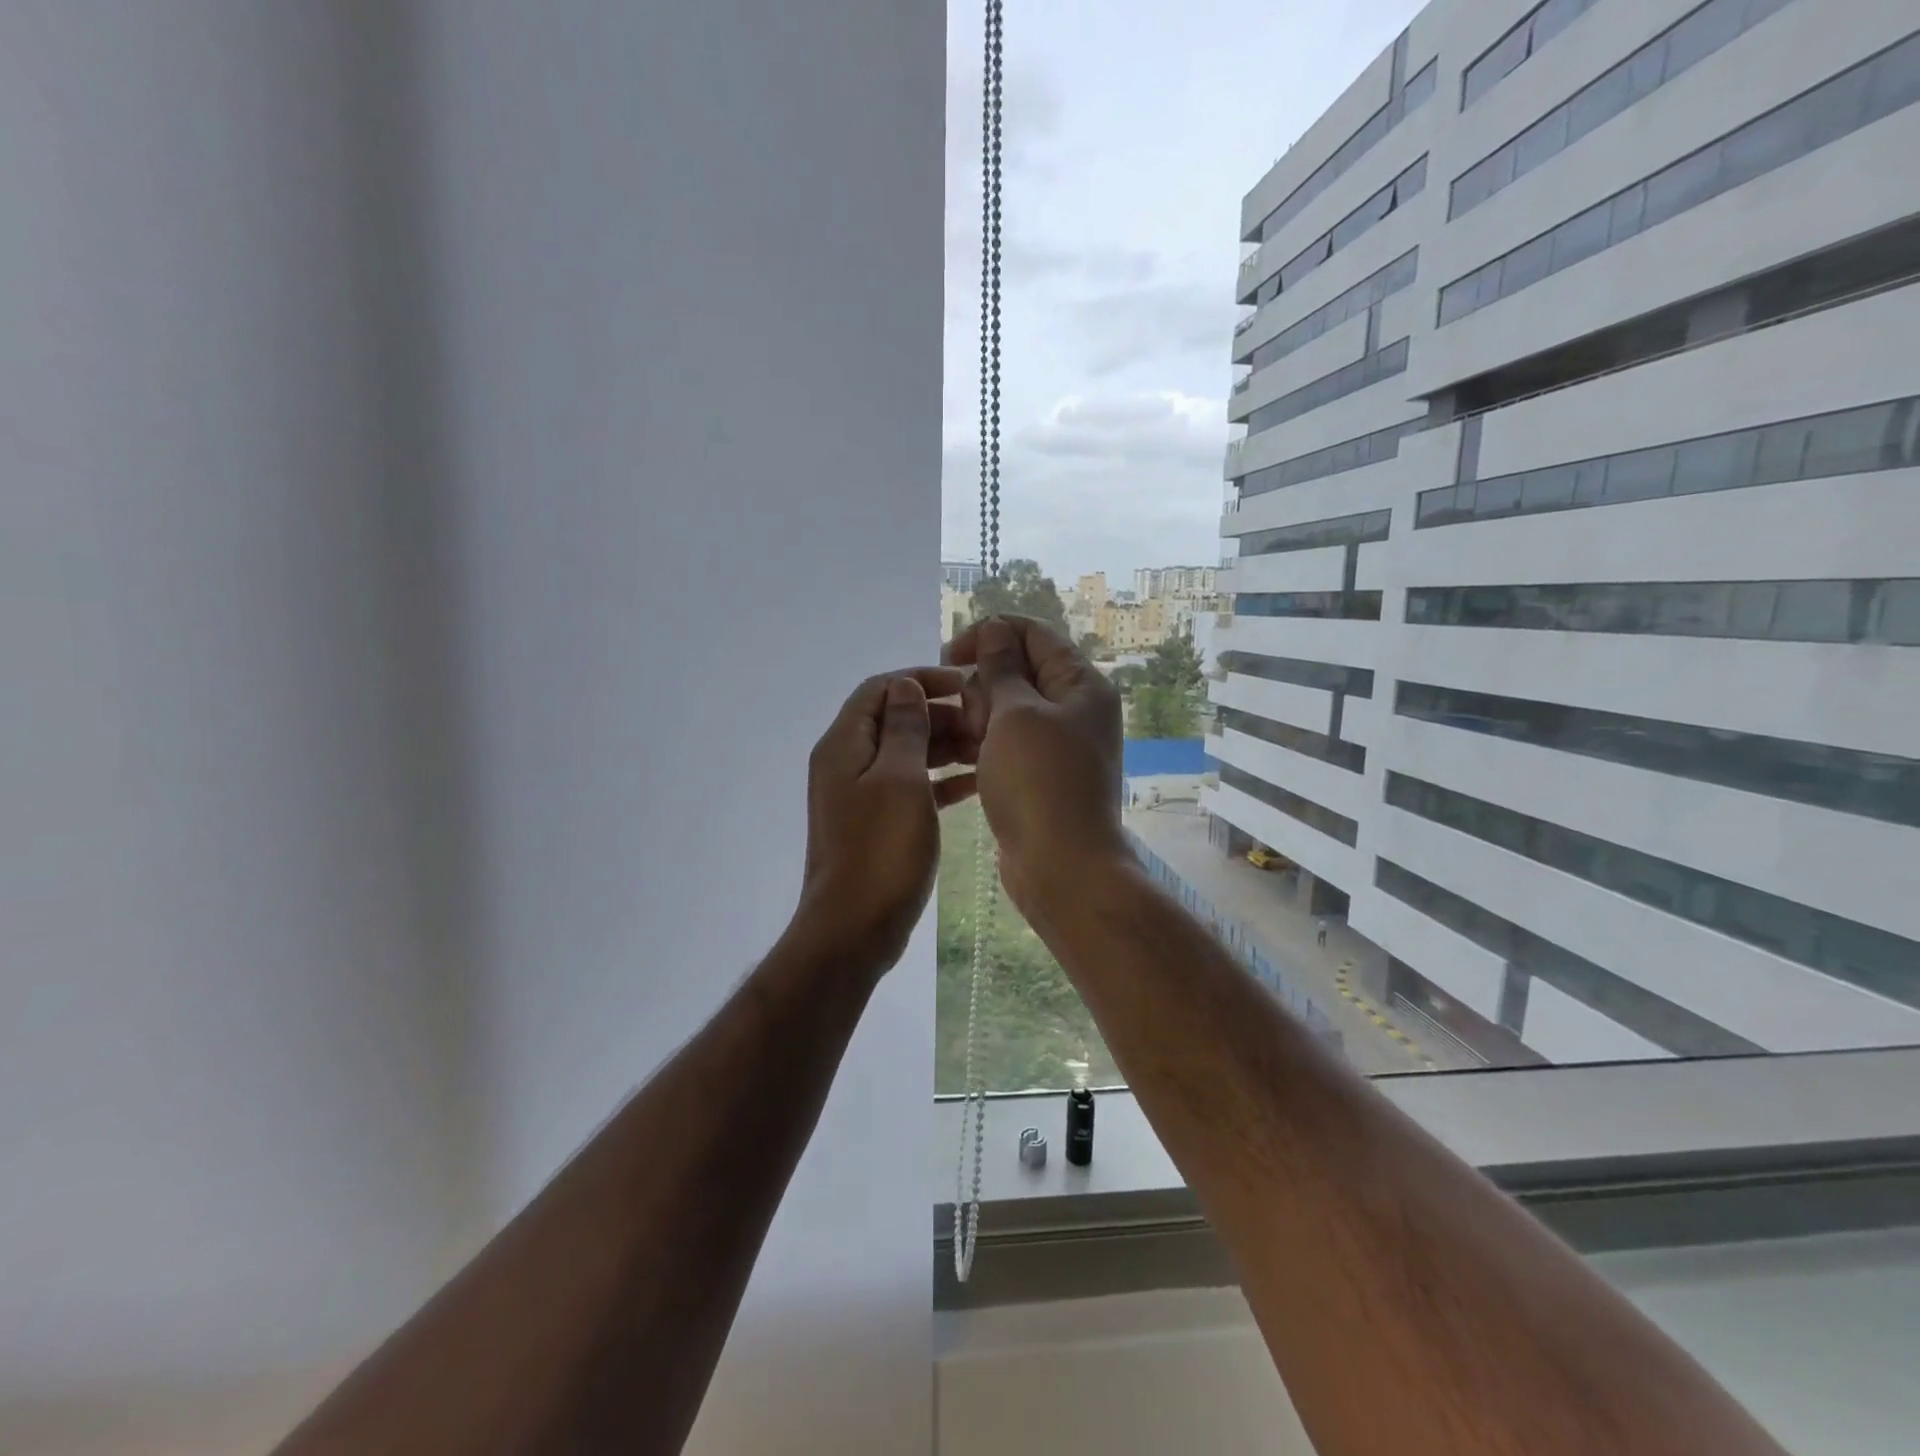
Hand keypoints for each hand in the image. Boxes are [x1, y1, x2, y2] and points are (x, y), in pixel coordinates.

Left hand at [792, 666, 976, 971]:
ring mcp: (860, 794)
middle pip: (894, 719)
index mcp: (845, 744)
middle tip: (985, 725)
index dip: (922, 679)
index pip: (881, 688)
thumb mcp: (899, 779)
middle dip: (940, 715)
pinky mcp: (876, 822)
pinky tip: (976, 783)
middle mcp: (847, 762)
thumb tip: (906, 686)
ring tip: (988, 751)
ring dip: (944, 746)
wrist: (853, 928)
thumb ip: (904, 727)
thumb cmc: (880, 849)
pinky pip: (910, 786)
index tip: (966, 686)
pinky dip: (939, 780)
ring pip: (906, 753)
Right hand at [945, 616, 1126, 919]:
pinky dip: (981, 747)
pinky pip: (1004, 745)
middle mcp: (1073, 709)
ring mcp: (1057, 745)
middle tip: (970, 721)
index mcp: (1080, 684)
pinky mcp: (1038, 775)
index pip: (1033, 633)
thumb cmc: (1039, 782)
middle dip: (982, 687)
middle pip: (1016, 671)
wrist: (1062, 867)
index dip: (989, 634)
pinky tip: (957, 763)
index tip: (948, 656)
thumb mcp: (1016, 714)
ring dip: (977, 721)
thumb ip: (1001, 668)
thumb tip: (996, 629)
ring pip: (1004, 711)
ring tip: (964, 745)